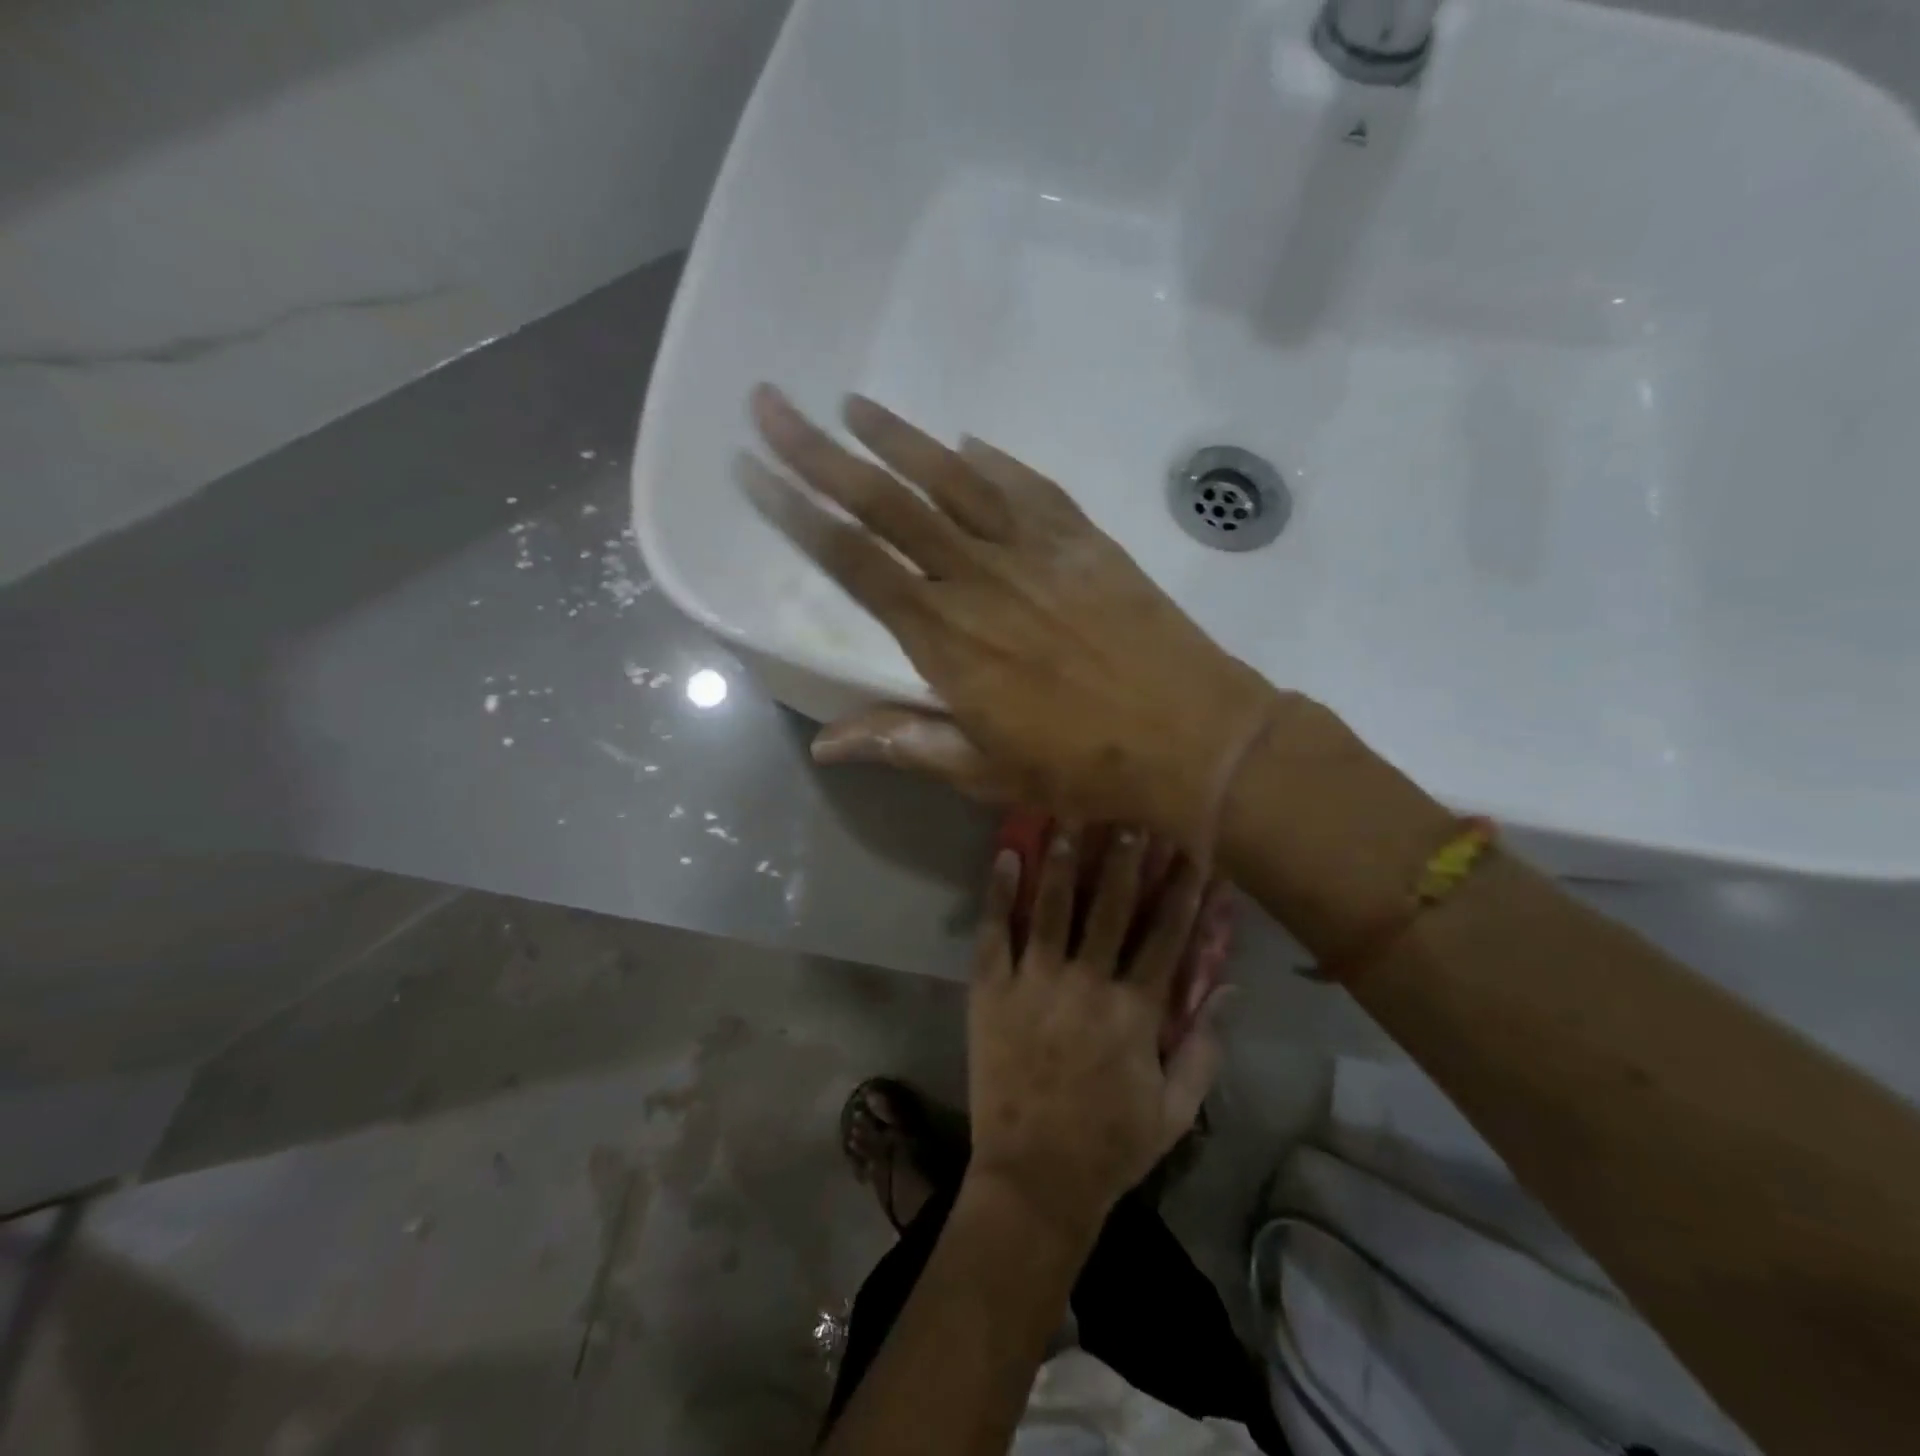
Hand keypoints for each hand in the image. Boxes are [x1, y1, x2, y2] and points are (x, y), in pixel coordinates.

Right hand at [740, 386, 1281, 848]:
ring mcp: (1035, 551)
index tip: (753, 470)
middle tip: (773, 404)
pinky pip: (1028, 487)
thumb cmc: (1083, 766)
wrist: (1194, 738)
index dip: (798, 514)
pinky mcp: (1084, 541)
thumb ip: (904, 743)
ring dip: (899, 438)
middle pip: (888, 503)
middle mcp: (979, 578)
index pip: (854, 562)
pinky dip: (993, 461)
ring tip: (853, 404)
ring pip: (953, 480)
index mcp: (946, 637)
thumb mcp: (985, 770)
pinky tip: (966, 441)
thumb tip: (824, 744)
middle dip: (821, 452)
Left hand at [964, 826, 1226, 1244]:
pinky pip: (994, 933)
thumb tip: (1228, 986)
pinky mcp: (991, 991)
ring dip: (1064, 860)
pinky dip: (998, 893)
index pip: (1166, 936)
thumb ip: (1205, 1047)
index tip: (1192, 850)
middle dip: (1125, 858)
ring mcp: (1035, 984)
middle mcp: (1087, 985)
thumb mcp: (1176, 1109)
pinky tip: (1004, 854)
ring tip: (1069, 816)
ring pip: (1053, 908)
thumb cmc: (1111, 1145)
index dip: (1182, 891)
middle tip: (1132, 815)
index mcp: (1135, 1012)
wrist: (1034, 1178)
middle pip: (1112, 908)